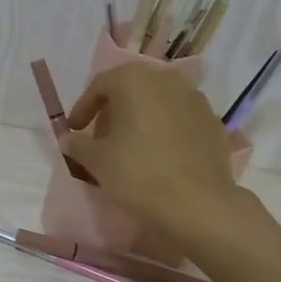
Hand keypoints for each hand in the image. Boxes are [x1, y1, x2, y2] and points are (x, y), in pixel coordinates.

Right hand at [64, 62, 241, 237]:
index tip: (75, 130)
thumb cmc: (138, 174)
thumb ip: (78, 144)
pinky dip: (165, 128)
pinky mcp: (212, 120)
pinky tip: (160, 153)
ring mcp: (194, 97)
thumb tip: (68, 138)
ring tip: (131, 145)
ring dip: (140, 117)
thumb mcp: (97, 161)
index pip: (100, 85)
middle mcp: (166, 78)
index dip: (83, 108)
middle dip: (113, 110)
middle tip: (101, 137)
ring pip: (158, 100)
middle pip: (131, 88)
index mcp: (134, 80)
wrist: (197, 203)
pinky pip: (179, 117)